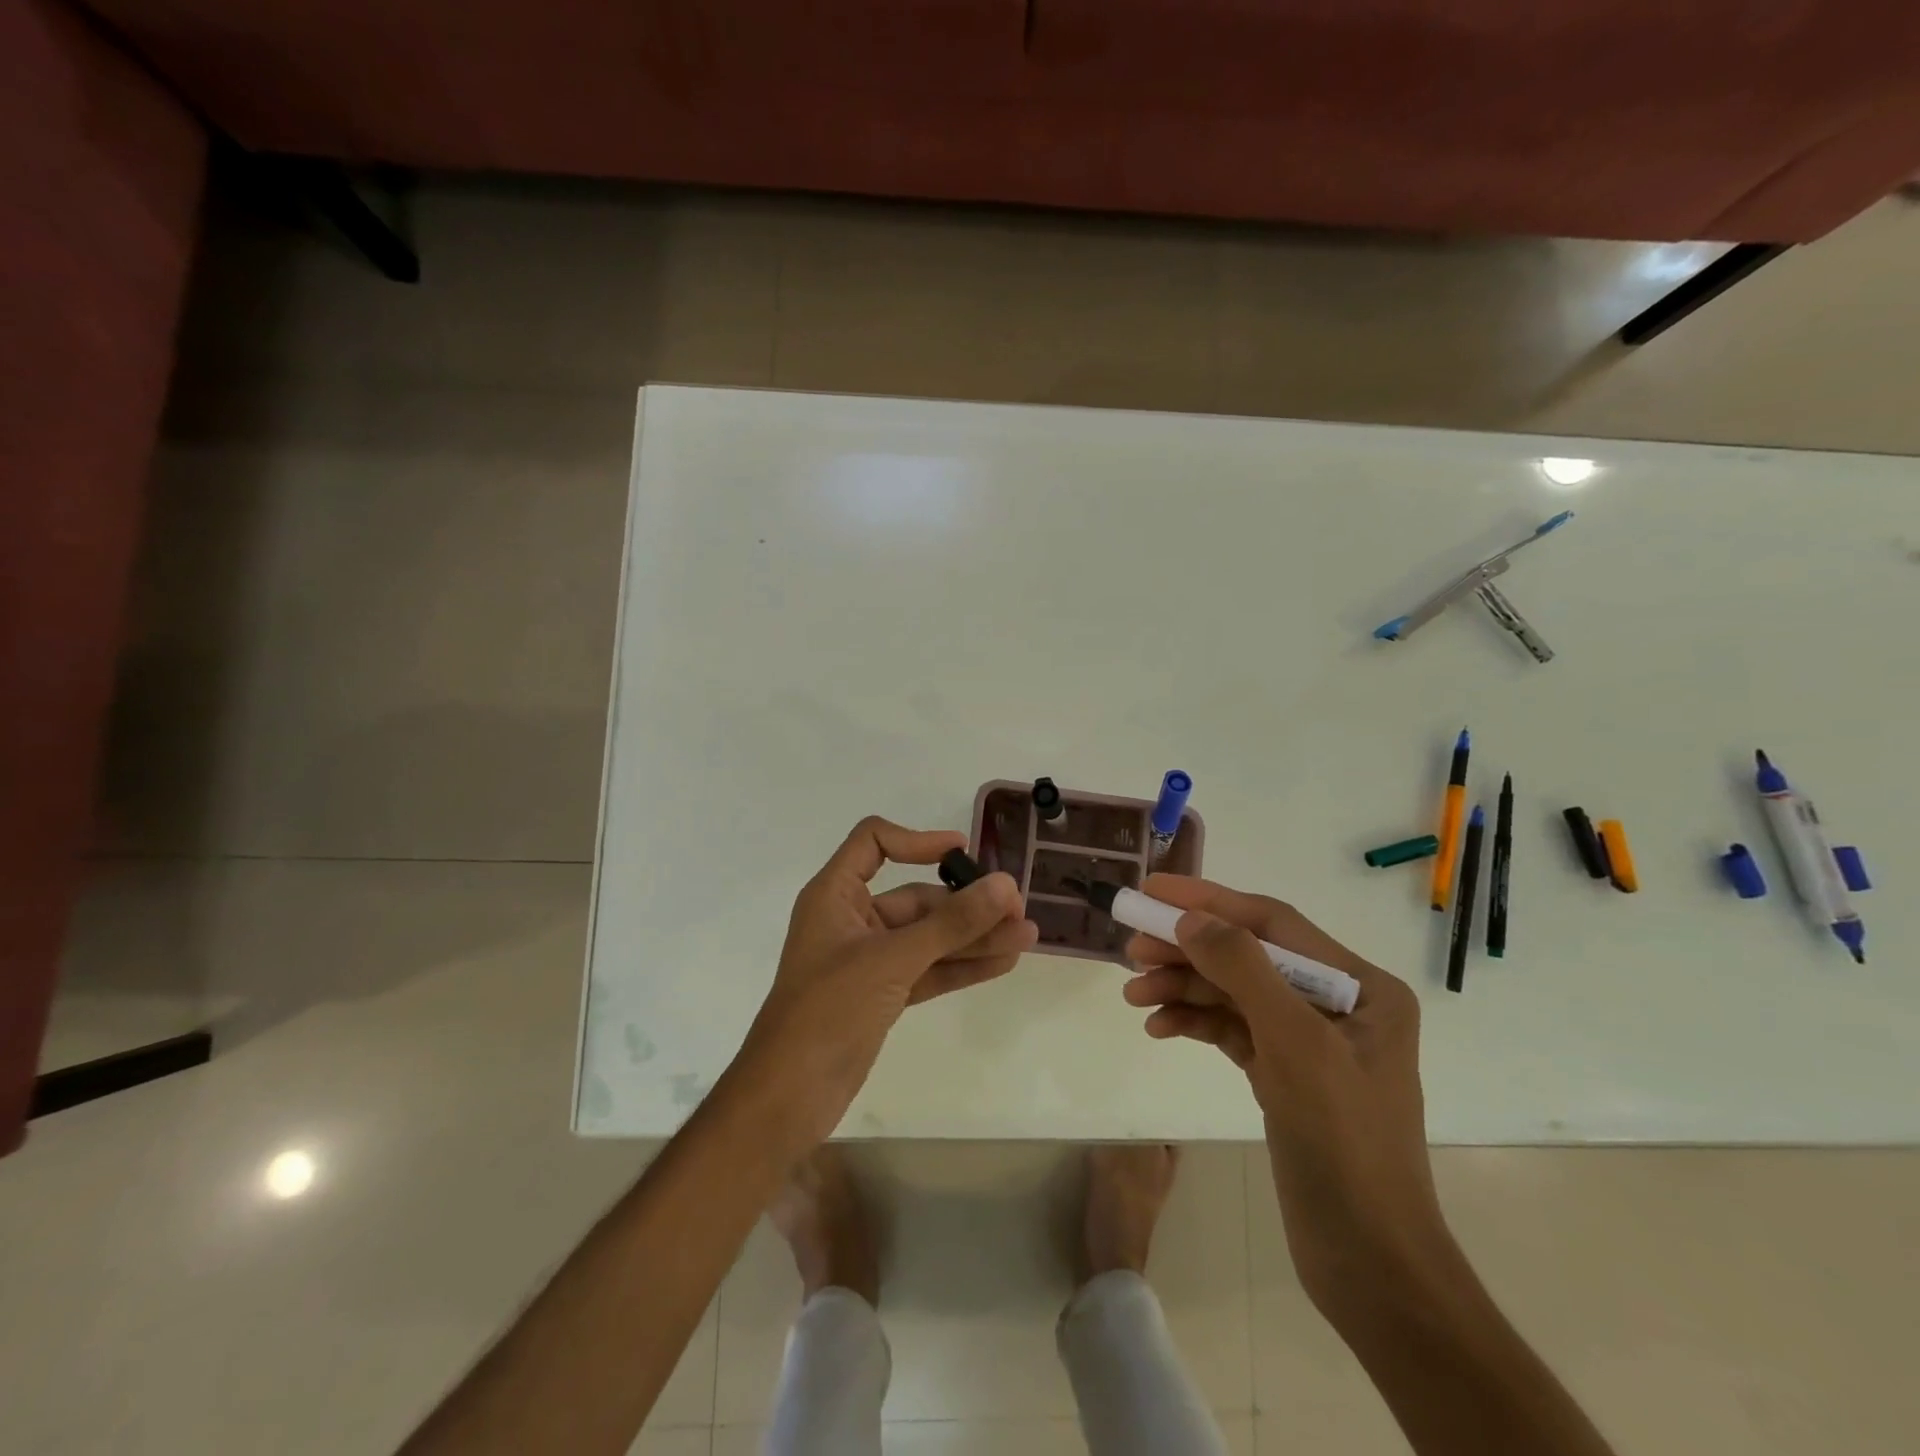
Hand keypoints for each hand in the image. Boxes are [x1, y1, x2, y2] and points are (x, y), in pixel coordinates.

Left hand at [740, 817, 1035, 1148]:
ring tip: (1026, 936)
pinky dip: (961, 966)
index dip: (918, 840)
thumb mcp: (892, 959)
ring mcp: (868, 961)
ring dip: (974, 936)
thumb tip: (1005, 885)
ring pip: (928, 937)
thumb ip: (951, 924)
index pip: (874, 843)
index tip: (963, 851)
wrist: (787, 1097)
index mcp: (835, 895)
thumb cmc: (828, 1010)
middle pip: (914, 896)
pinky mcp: (882, 995)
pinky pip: (928, 969)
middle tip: (1017, 908)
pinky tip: (1003, 962)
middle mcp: (852, 920)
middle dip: (966, 903)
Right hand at [1121, 874, 1443, 1313]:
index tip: (1151, 891)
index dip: (1209, 901)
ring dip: (1182, 988)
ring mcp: (1308, 1040)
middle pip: (1247, 955)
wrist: (1368, 1262)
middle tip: (1131, 948)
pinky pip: (1230, 1029)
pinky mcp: (1283, 1073)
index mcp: (1361, 985)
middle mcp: (1337, 1003)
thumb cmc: (1344, 1143)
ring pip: (1233, 992)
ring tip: (1133, 994)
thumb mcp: (1295, 1045)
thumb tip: (1189, 918)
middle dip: (1188, 949)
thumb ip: (1242, 969)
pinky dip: (1194, 1023)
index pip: (1272, 922)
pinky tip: (1158, 1027)